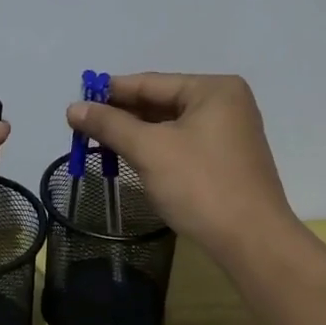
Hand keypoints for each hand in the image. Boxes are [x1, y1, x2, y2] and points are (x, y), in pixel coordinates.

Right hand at [66, 73, 294, 256]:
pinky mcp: (226, 161)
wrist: (251, 241)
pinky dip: (155, 149)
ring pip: (171, 125)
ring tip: (99, 142)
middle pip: (162, 102)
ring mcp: (229, 134)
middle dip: (122, 115)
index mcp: (214, 89)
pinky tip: (130, 157)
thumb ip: (110, 125)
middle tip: (83, 125)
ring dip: (136, 134)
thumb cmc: (200, 185)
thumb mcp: (149, 150)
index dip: (111, 91)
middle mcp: (226, 104)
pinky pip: (182, 144)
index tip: (78, 100)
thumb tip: (73, 108)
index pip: (151, 82)